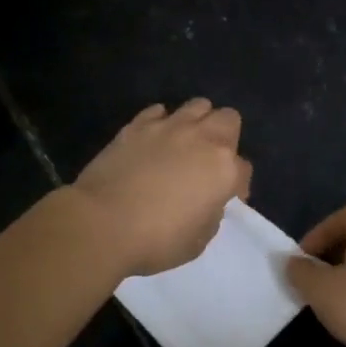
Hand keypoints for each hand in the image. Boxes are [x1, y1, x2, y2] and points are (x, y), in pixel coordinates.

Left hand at [72, 99, 251, 275]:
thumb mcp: (198, 240)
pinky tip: (154, 139)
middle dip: (227, 137)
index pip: (244, 169)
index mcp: (225, 169)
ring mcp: (169, 127)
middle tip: (211, 161)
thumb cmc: (156, 240)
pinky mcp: (137, 125)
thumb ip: (210, 213)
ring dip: (198, 121)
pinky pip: (159, 111)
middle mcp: (203, 139)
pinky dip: (162, 122)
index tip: (226, 199)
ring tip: (186, 142)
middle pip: (229, 119)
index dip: (238, 186)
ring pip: (198, 105)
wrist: (101, 224)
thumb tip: (205, 200)